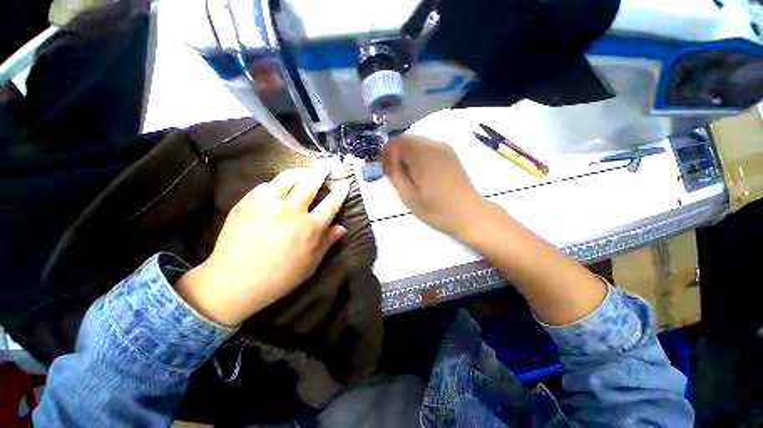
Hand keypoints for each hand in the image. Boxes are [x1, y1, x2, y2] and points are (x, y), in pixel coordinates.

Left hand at [176, 167, 350, 326]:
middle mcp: (292, 210)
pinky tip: (279, 187)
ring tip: (305, 172)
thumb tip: (342, 227)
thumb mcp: (310, 264)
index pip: (331, 203)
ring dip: (301, 172)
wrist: (233, 281)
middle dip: (322, 173)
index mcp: (310, 228)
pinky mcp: (249, 201)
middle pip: (312, 183)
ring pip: (289, 177)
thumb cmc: (279, 277)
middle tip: (327, 167)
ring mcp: (269, 203)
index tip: (344, 183)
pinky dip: (278, 183)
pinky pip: (268, 184)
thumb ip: (327, 242)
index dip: (340, 192)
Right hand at [382, 134, 498, 241]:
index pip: (396, 141)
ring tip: (409, 178)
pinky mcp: (451, 155)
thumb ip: (394, 172)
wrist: (470, 215)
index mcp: (422, 154)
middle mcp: (434, 145)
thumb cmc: (436, 210)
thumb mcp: (408, 195)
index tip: (385, 169)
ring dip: (408, 156)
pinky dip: (419, 157)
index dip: (386, 152)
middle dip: (397, 154)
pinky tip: (422, 175)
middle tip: (396, 175)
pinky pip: (428, 149)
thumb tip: (387, 155)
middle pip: (407, 140)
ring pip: (418, 144)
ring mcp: (445, 149)